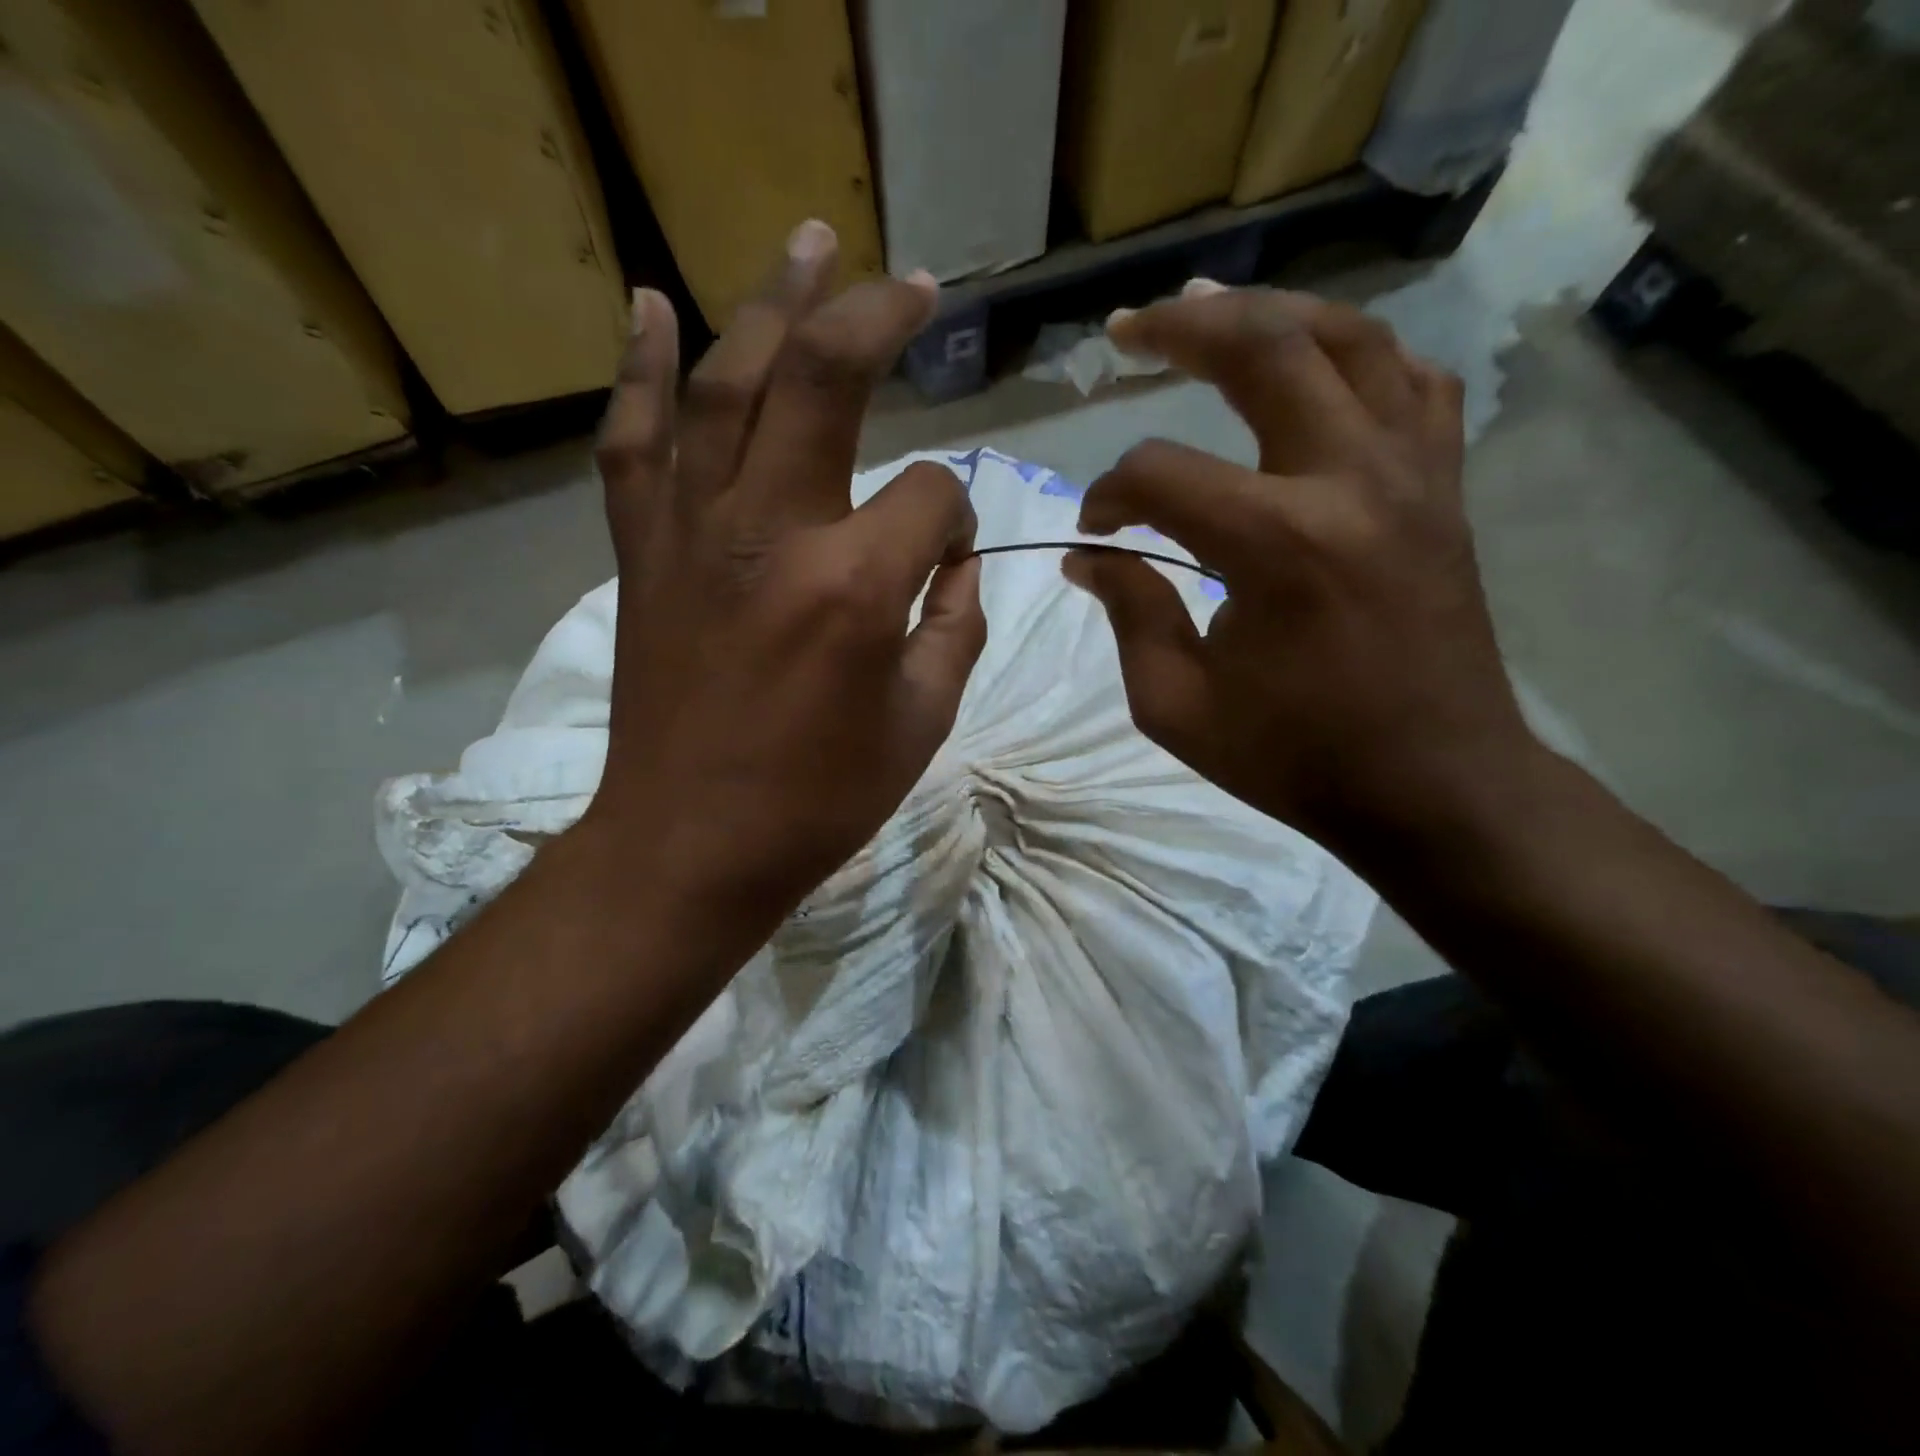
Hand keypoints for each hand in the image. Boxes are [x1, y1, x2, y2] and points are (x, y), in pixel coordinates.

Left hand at [582, 223, 985, 942]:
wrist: (689, 844)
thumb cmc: (818, 800)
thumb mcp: (922, 723)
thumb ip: (954, 628)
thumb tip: (953, 565)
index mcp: (856, 586)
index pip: (932, 496)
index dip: (955, 518)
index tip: (946, 560)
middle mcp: (772, 532)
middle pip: (826, 381)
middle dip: (879, 320)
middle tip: (915, 286)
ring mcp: (694, 533)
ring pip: (728, 384)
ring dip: (773, 305)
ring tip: (809, 243)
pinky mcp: (644, 554)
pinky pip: (634, 444)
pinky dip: (641, 371)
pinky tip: (654, 307)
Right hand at [1064, 285, 1535, 859]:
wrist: (1435, 785)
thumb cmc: (1297, 757)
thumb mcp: (1177, 706)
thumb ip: (1129, 615)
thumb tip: (1089, 557)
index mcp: (1276, 545)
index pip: (1161, 474)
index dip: (1110, 494)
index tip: (1095, 532)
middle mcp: (1350, 481)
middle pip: (1264, 350)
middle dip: (1182, 327)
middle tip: (1128, 327)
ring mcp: (1412, 474)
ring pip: (1350, 339)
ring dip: (1272, 312)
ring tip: (1214, 306)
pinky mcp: (1443, 489)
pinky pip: (1411, 384)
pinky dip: (1359, 357)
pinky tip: (1318, 364)